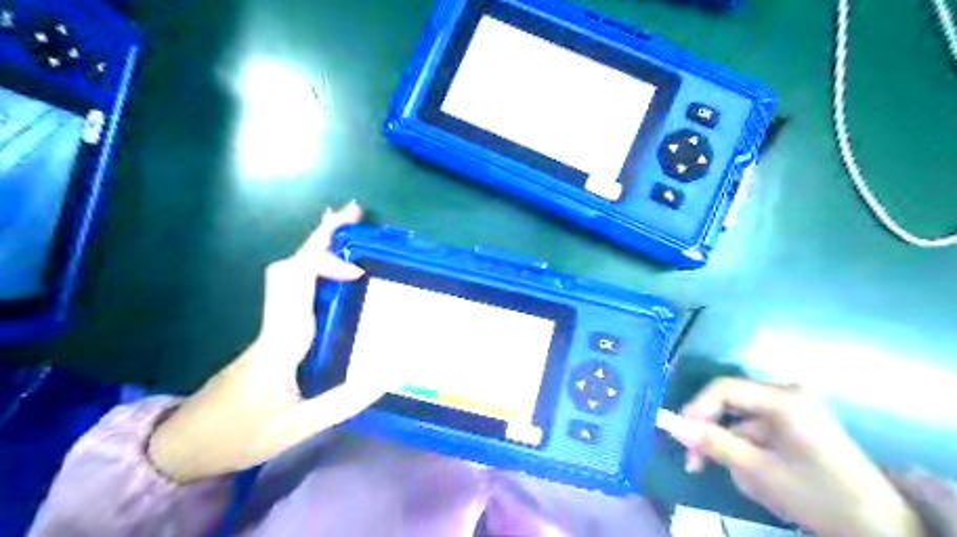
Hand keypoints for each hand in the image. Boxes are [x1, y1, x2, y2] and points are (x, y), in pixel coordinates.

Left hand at [149, 202, 396, 482]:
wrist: (185, 446)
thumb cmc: (241, 436)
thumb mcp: (300, 426)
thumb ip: (348, 399)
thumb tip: (394, 371)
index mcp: (280, 342)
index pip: (296, 284)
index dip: (326, 264)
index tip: (358, 272)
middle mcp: (274, 324)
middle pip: (290, 266)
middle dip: (321, 236)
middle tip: (353, 213)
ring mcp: (271, 325)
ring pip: (289, 273)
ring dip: (317, 247)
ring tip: (347, 230)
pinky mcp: (273, 332)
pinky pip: (293, 289)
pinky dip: (314, 268)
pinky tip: (334, 272)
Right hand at [662, 377, 922, 536]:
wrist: (883, 530)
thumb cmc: (821, 496)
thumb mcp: (760, 472)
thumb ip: (712, 443)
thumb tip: (667, 423)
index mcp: (783, 399)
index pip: (723, 388)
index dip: (696, 409)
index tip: (680, 438)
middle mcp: (787, 395)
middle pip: (731, 405)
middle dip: (714, 437)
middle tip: (696, 466)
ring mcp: (794, 411)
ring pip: (742, 424)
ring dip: (734, 452)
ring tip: (748, 485)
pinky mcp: (798, 426)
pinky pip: (758, 433)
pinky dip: (751, 455)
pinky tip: (763, 482)